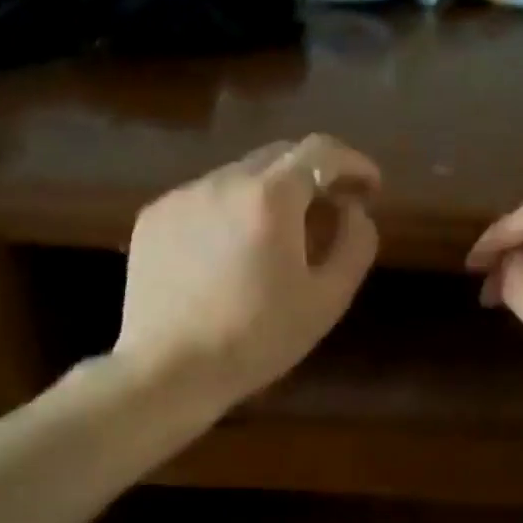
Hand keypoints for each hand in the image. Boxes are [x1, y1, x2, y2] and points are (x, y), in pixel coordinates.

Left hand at [116, 135, 380, 410]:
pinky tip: (229, 253)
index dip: (353, 163)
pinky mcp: (153, 217)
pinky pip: (204, 199)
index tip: (369, 189)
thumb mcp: (327, 300)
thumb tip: (355, 211)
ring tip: (276, 237)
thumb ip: (354, 244)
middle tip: (329, 211)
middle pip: (279, 156)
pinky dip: (229, 211)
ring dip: (269, 194)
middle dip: (313, 175)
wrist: (168, 371)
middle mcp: (222, 181)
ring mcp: (182, 196)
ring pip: (239, 176)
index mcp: (269, 197)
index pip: (321, 151)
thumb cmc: (257, 339)